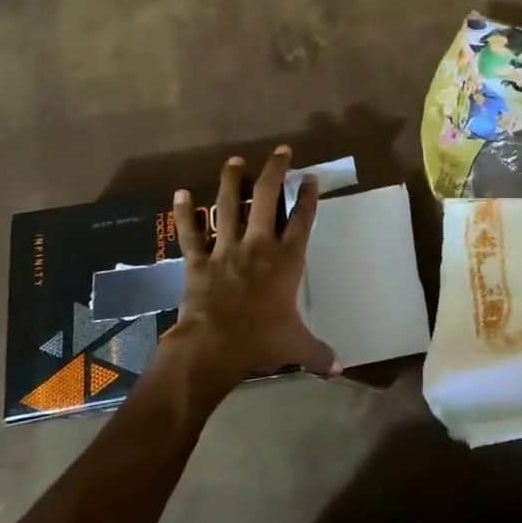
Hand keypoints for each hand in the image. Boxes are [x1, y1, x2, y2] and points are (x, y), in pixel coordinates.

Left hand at [162, 147, 339, 390]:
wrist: (214, 347)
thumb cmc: (260, 341)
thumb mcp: (296, 346)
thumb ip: (319, 354)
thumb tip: (341, 371)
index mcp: (287, 260)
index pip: (302, 220)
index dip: (308, 197)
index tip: (311, 178)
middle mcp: (259, 245)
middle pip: (268, 198)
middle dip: (275, 171)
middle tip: (281, 151)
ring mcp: (226, 249)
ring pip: (229, 206)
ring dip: (232, 181)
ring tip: (235, 161)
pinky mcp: (198, 260)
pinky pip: (191, 233)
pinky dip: (184, 213)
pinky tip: (180, 193)